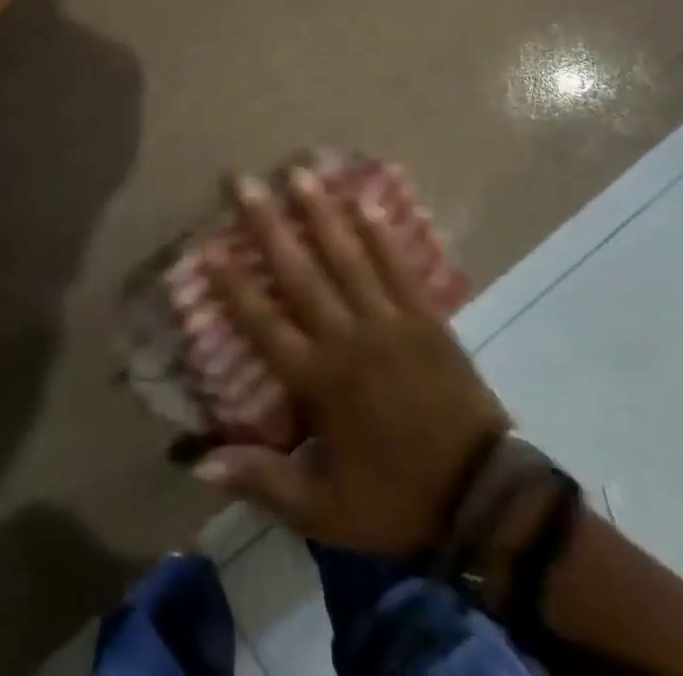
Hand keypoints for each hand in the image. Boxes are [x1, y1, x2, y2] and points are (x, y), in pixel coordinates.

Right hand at [196, 164, 509, 555]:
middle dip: (267, 224)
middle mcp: (349, 337)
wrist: (482, 495)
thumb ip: (263, 481)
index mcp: (320, 380)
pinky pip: (399, 266)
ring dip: (320, 213)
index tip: (207, 247)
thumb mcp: (324, 510)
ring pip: (348, 257)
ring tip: (299, 172)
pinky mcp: (425, 316)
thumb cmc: (396, 498)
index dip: (234, 286)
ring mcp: (390, 320)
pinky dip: (381, 234)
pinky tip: (365, 201)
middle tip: (242, 181)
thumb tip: (200, 463)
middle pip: (300, 272)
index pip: (265, 324)